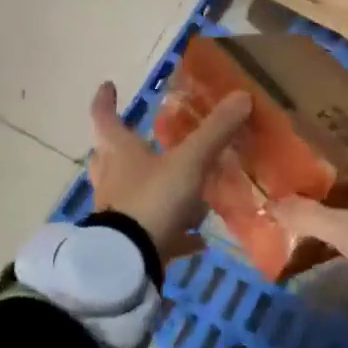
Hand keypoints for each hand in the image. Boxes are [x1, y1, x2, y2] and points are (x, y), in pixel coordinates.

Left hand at [88, 81, 250, 266]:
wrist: (129, 261)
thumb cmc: (153, 200)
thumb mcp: (189, 162)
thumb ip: (215, 131)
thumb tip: (242, 95)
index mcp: (120, 153)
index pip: (106, 119)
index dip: (106, 102)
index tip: (107, 86)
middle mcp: (114, 180)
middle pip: (109, 157)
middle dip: (120, 147)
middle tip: (136, 138)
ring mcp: (119, 213)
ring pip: (131, 194)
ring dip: (150, 188)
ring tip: (178, 188)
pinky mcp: (132, 242)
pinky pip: (155, 232)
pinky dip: (175, 233)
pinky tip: (197, 239)